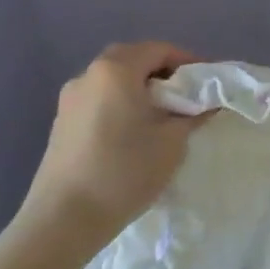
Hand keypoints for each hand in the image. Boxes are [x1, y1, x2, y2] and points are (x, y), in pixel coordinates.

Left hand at [11, 42, 212, 266]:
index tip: (208, 83)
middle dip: (163, 73)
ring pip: (114, 80)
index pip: (159, 49)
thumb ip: (193, 114)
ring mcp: (70, 98)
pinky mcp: (61, 122)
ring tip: (162, 117)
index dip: (188, 62)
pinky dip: (121, 104)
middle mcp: (88, 74)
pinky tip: (133, 133)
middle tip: (187, 97)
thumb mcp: (172, 142)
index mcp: (116, 69)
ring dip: (140, 89)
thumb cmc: (124, 171)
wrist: (64, 218)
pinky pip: (99, 100)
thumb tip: (207, 103)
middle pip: (133, 59)